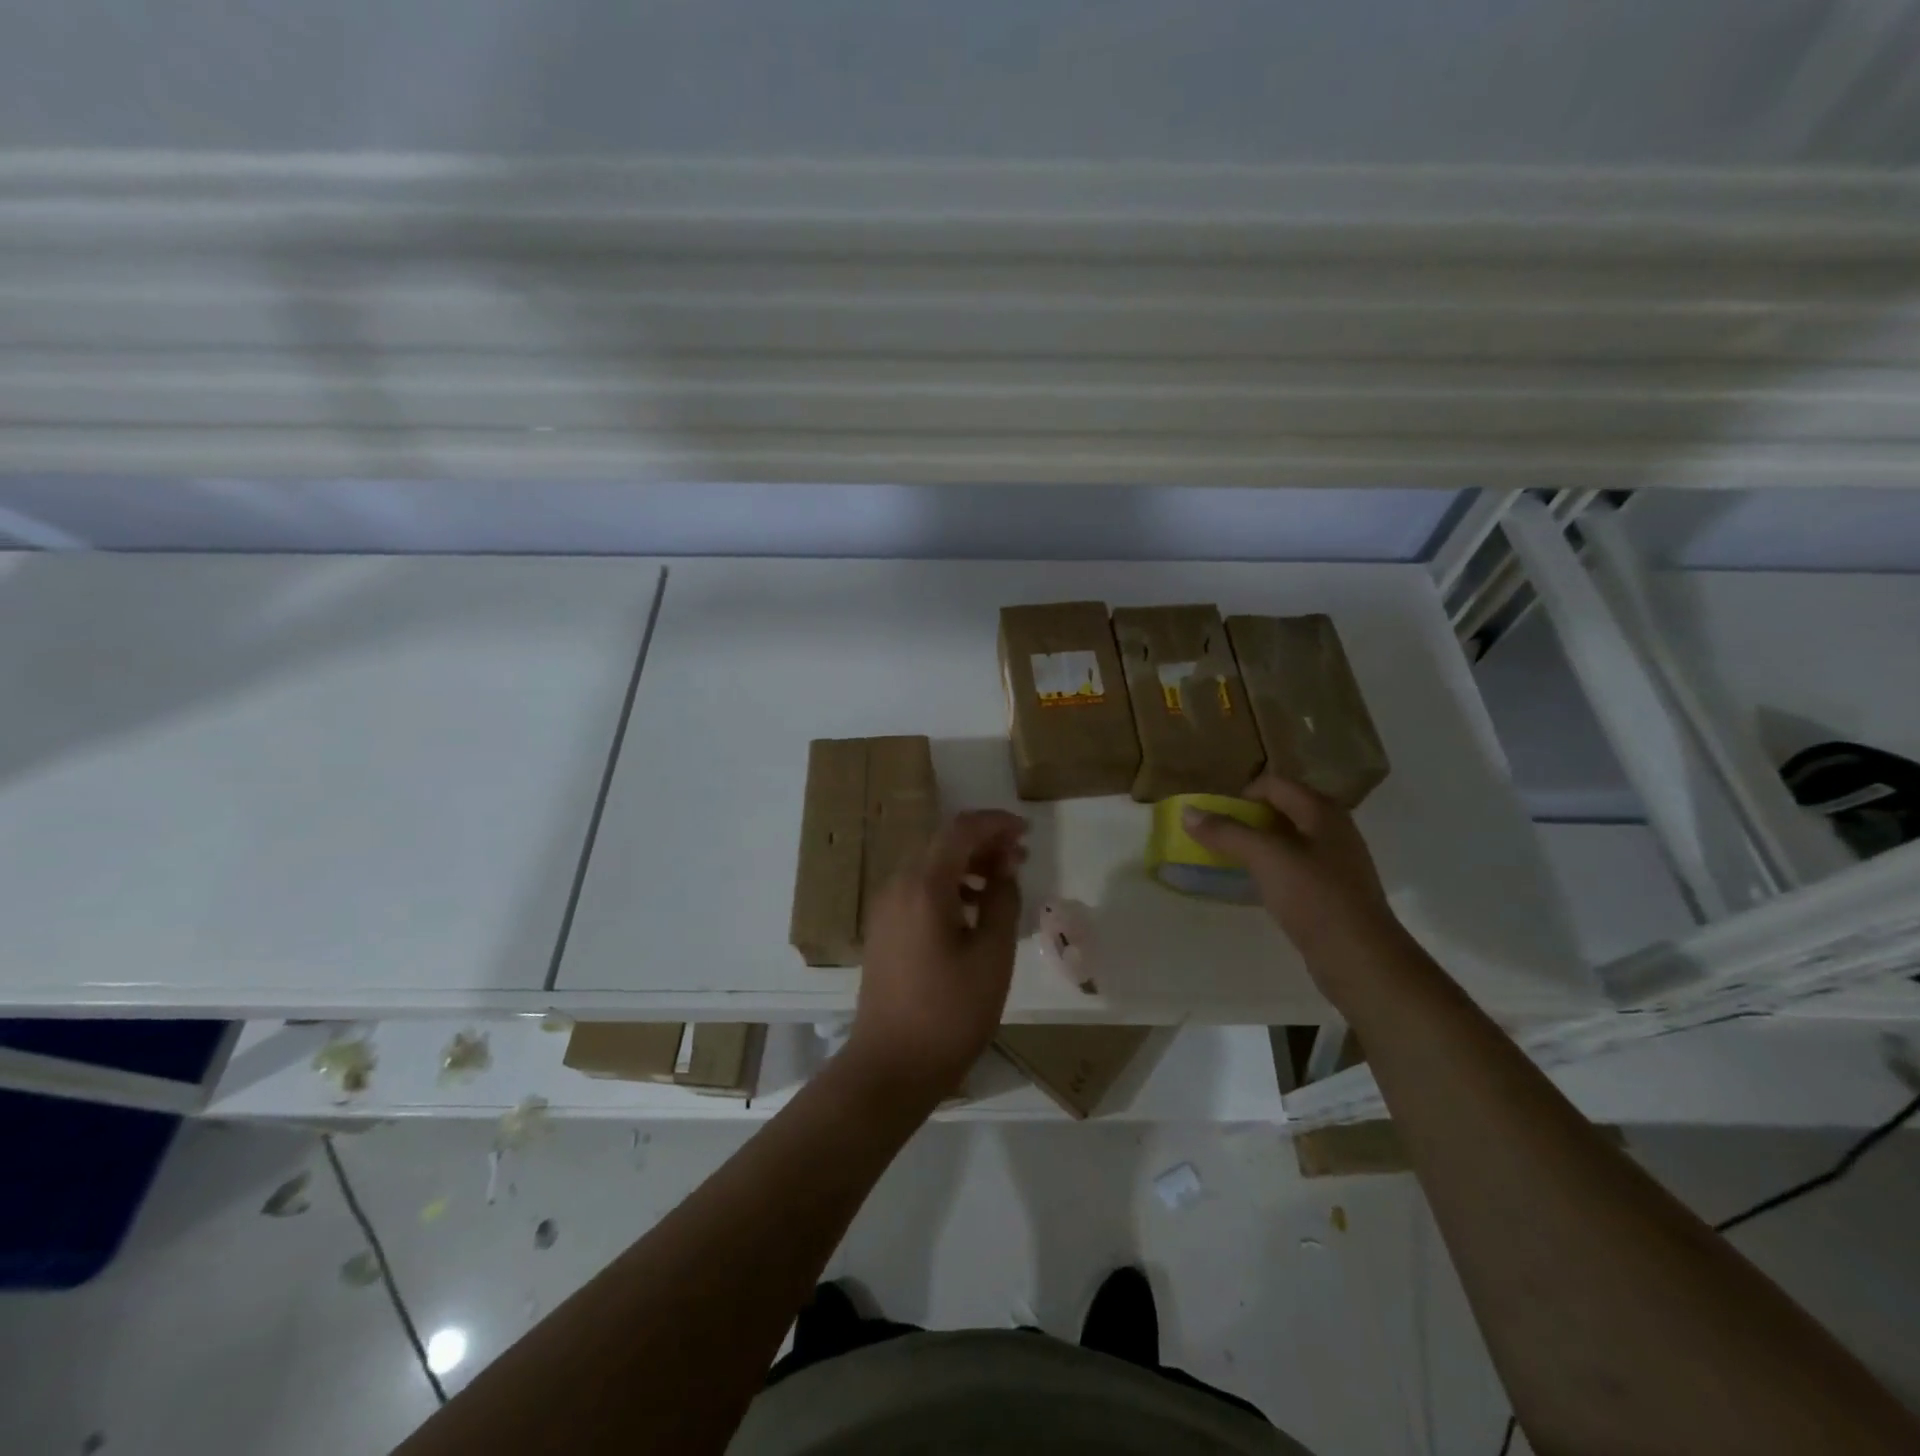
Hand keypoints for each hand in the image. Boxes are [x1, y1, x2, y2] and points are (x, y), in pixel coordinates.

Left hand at [844, 809, 1027, 1104]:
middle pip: (942, 843)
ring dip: (966, 864)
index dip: (996, 823)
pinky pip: (918, 889)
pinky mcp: (883, 929)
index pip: (961, 830)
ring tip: (1002, 882)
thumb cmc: (950, 1013)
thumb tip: (1004, 866)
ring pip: (929, 866)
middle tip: (1020, 858)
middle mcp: (897, 886)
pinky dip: (948, 886)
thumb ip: (1002, 901)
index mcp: (923, 885)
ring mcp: (885, 908)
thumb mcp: (992, 956)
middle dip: (983, 843)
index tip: (1026, 832)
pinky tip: (972, 909)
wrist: (890, 1066)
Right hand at [1183, 775, 1399, 959]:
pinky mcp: (1331, 890)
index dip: (1241, 795)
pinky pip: (1293, 867)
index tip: (1216, 818)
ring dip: (1256, 845)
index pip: (1273, 784)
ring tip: (1229, 861)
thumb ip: (1226, 832)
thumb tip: (1188, 812)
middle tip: (1217, 838)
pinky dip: (1270, 868)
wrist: (1360, 959)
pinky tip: (1255, 886)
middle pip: (1280, 809)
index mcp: (1321, 811)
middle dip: (1245, 820)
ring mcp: (1335, 861)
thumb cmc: (1315, 897)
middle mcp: (1332, 829)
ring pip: (1286, 840)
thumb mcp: (1265, 858)